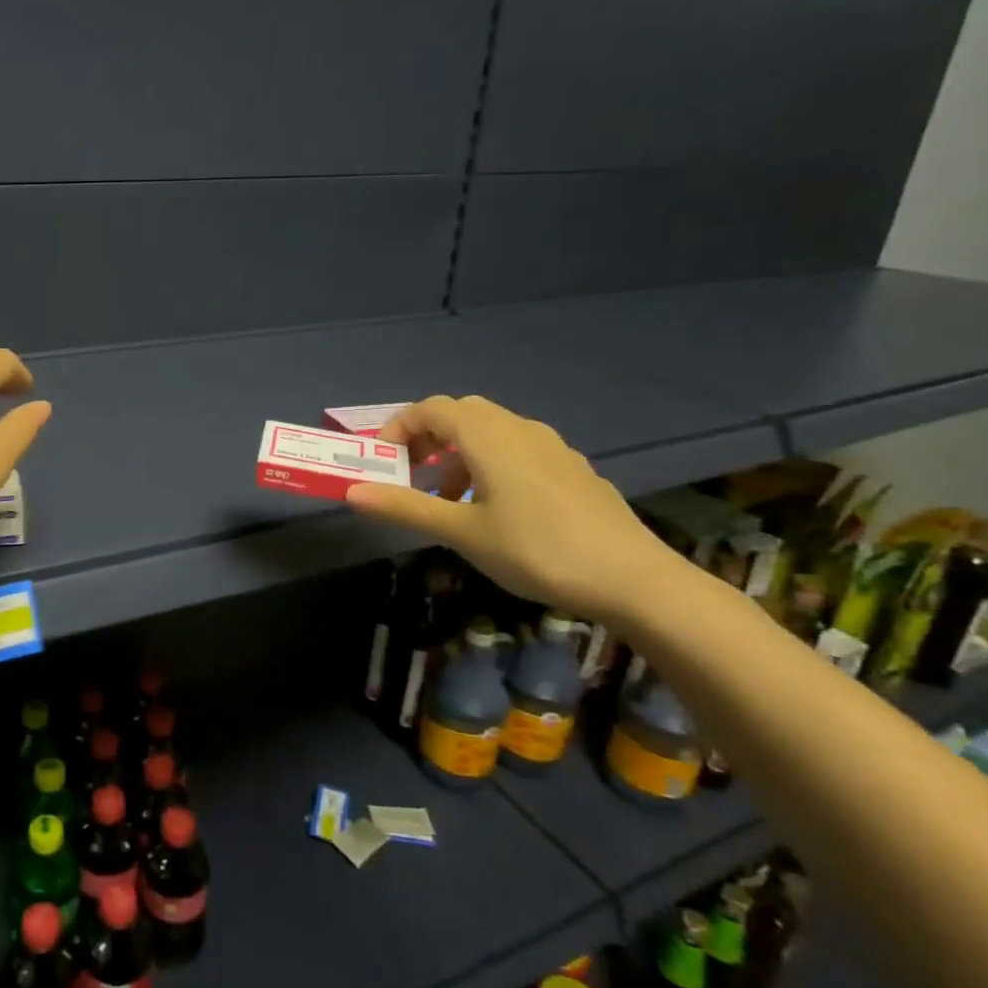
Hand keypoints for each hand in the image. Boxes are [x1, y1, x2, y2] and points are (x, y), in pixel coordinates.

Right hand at [344, 395, 680, 622]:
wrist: (634, 579)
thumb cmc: (537, 550)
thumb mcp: (462, 532)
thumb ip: (406, 508)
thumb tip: (353, 492)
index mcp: (488, 436)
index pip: (430, 409)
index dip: (398, 428)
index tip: (383, 464)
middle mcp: (519, 429)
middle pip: (460, 414)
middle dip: (427, 439)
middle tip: (412, 476)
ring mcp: (551, 447)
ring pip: (490, 432)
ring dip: (458, 455)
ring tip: (449, 501)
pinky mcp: (571, 468)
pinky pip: (517, 449)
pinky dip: (490, 464)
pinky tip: (496, 509)